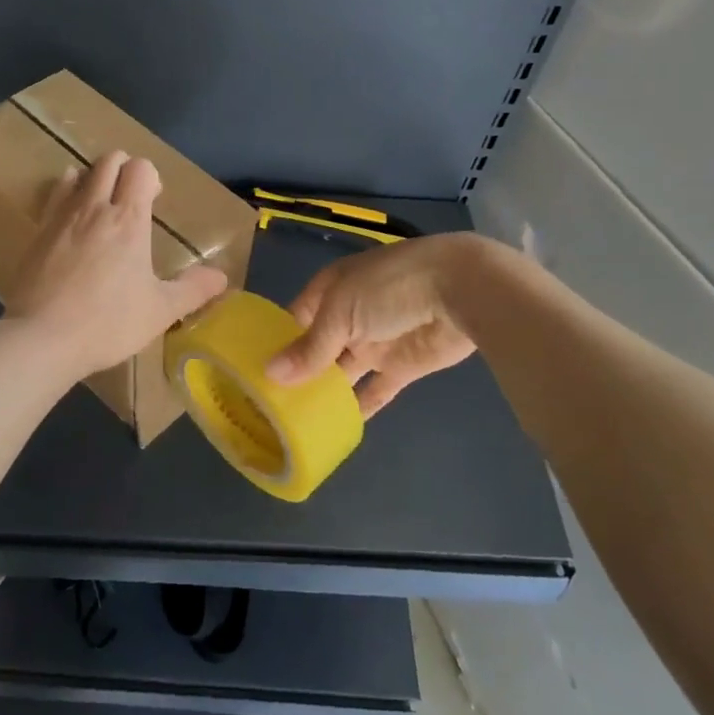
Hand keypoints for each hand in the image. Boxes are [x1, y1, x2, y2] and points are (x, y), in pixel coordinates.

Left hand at [5, 151, 228, 379]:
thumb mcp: (160, 311)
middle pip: (109, 160)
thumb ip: (193, 290)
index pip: (140, 168)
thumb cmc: (108, 323)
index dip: (150, 176)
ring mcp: (61, 217)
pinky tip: (70, 223)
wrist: (42, 337)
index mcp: (128, 220)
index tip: (154, 199)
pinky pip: (53, 197)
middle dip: (123, 168)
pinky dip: (66, 196)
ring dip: (92, 179)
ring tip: (99, 207)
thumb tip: (222, 277)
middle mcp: (94, 208)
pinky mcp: (36, 233)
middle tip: (130, 198)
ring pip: (77, 173)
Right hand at [265, 234, 482, 416]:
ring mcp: (376, 341)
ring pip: (344, 371)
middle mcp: (349, 316)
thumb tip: (271, 374)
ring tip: (297, 420)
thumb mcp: (340, 312)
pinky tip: (339, 426)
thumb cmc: (388, 288)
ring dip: (326, 391)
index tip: (254, 371)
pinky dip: (361, 406)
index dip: (277, 341)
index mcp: (330, 291)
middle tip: (270, 404)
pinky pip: (376, 389)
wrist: (460, 290)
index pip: (296, 318)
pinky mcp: (402, 365)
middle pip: (318, 348)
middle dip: (299, 371)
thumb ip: (310, 348)